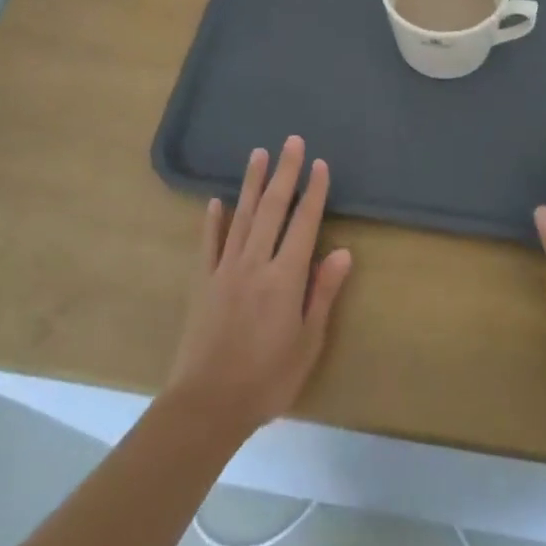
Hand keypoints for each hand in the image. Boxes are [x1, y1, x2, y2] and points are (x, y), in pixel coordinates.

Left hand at [166, 136, 352, 437]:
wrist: (207, 404)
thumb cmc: (267, 378)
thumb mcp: (308, 342)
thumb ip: (322, 293)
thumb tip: (342, 252)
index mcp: (285, 277)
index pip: (304, 224)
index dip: (314, 192)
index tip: (320, 164)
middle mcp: (255, 263)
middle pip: (272, 209)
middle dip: (284, 173)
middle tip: (292, 141)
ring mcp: (225, 270)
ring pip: (241, 216)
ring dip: (252, 183)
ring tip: (258, 154)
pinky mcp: (203, 283)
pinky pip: (209, 243)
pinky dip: (214, 220)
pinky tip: (217, 201)